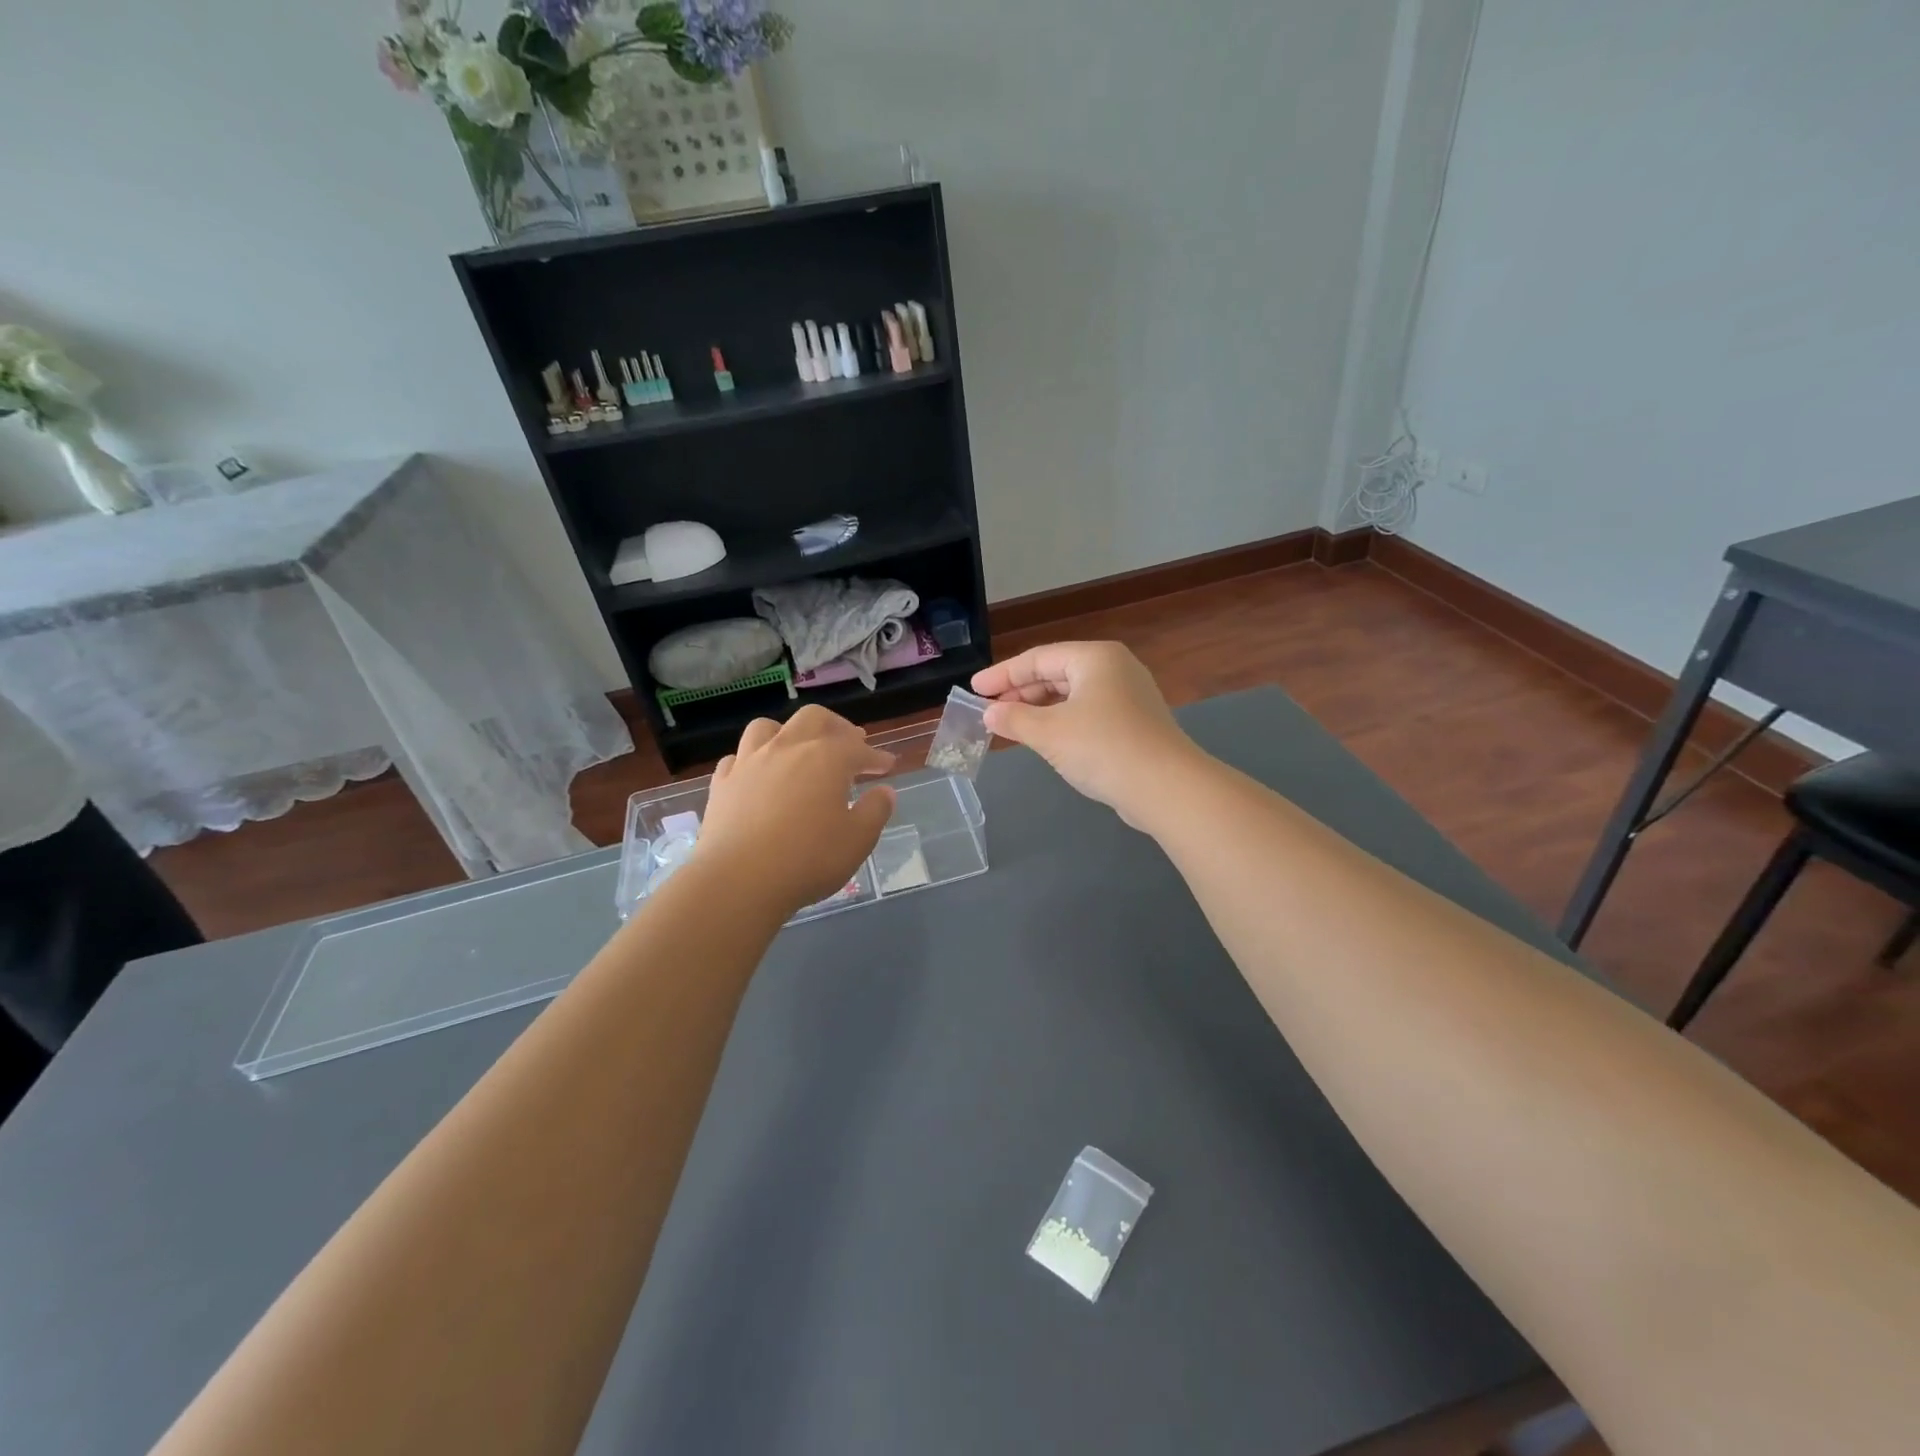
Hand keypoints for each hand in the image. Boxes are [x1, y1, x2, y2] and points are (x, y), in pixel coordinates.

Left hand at [695, 707, 897, 912]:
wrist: (739, 880)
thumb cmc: (808, 859)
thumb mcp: (858, 840)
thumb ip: (875, 811)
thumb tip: (885, 791)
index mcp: (826, 758)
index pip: (858, 748)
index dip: (875, 756)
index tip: (887, 765)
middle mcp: (788, 748)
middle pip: (813, 719)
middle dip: (836, 727)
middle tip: (849, 743)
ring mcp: (750, 762)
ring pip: (768, 728)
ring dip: (788, 732)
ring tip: (798, 749)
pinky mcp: (722, 783)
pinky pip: (737, 758)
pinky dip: (752, 760)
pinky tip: (759, 775)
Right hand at [971, 642, 1200, 826]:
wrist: (1165, 787)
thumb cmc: (1102, 748)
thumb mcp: (1049, 732)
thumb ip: (1014, 719)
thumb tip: (988, 713)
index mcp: (1095, 658)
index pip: (1038, 658)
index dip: (1002, 674)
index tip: (974, 689)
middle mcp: (1114, 669)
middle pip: (1056, 673)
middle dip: (1020, 692)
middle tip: (989, 710)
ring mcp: (1129, 696)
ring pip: (1072, 695)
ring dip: (1040, 710)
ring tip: (1011, 726)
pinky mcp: (1135, 724)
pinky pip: (1088, 714)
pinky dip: (1062, 722)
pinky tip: (1046, 740)